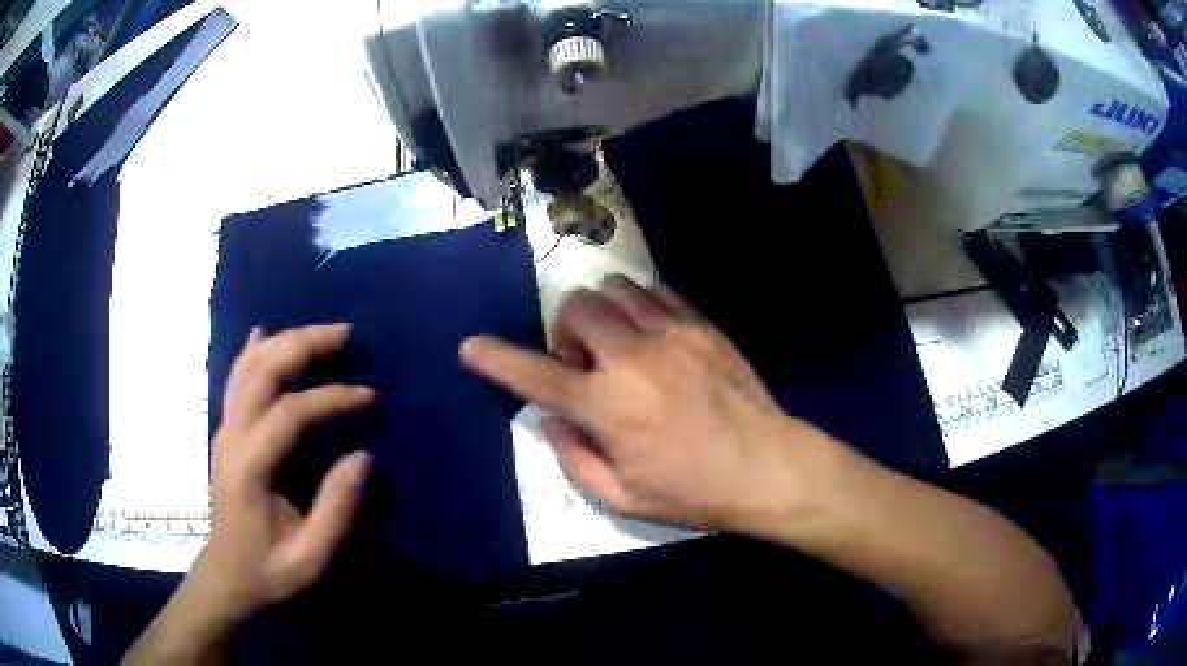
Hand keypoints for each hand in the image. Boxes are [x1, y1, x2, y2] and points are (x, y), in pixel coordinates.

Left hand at [201, 323, 375, 620]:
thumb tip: (362, 456)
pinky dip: (253, 352)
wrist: (225, 575)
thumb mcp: (309, 557)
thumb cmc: (267, 570)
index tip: (369, 397)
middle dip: (303, 344)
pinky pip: (236, 379)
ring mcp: (224, 431)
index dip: (330, 397)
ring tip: (321, 333)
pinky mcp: (225, 432)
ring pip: (247, 367)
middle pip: (261, 371)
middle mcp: (231, 438)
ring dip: (283, 341)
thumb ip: (336, 510)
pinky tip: (264, 335)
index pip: (289, 413)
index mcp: (249, 469)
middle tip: (344, 334)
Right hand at [460, 276, 832, 530]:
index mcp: (608, 405)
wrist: (768, 466)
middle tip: (583, 364)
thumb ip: (574, 458)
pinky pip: (656, 292)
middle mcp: (633, 356)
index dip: (496, 360)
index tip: (470, 348)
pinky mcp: (702, 324)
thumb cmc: (694, 491)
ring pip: (614, 289)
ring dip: (601, 313)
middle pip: (576, 308)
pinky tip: (650, 335)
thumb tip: (551, 420)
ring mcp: (672, 332)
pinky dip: (638, 306)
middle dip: (564, 331)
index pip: (536, 374)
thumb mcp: (623, 497)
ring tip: (617, 345)